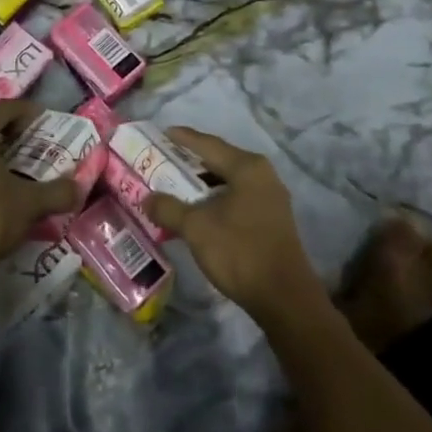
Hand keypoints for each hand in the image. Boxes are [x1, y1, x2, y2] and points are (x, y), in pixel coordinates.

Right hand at [145, 128, 325, 322]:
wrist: (284, 299)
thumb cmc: (239, 252)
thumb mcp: (196, 228)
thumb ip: (169, 208)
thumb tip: (147, 198)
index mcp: (247, 168)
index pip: (208, 144)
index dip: (183, 138)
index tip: (162, 132)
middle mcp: (263, 175)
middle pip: (220, 160)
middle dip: (191, 161)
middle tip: (164, 159)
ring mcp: (271, 198)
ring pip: (229, 180)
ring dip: (203, 182)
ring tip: (177, 185)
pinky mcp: (272, 219)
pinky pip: (238, 196)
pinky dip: (216, 197)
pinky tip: (200, 209)